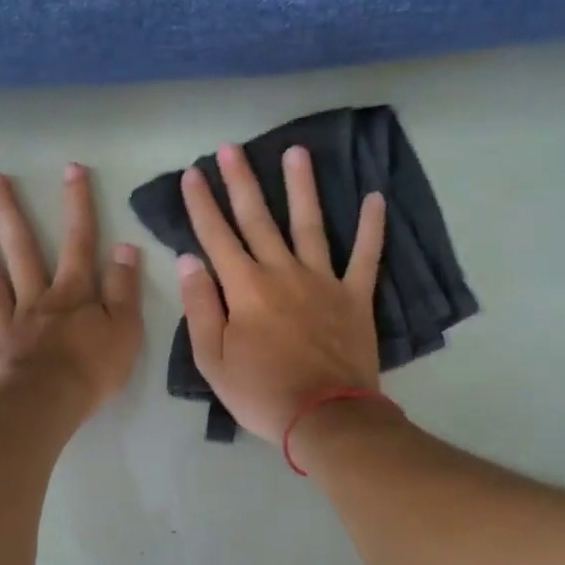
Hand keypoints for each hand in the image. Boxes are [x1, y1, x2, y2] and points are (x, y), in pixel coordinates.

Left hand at [0, 163, 142, 412]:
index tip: (70, 168)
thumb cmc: (92, 370)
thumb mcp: (125, 329)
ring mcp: (8, 324)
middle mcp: (36, 299)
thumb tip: (124, 247)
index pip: (79, 242)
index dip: (77, 205)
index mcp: (72, 294)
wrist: (49, 406)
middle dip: (9, 212)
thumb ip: (124, 288)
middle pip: (21, 250)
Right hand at [177, 143, 386, 439]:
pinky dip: (372, 227)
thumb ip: (200, 306)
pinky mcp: (354, 297)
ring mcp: (323, 281)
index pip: (216, 236)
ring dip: (301, 187)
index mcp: (245, 288)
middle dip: (241, 182)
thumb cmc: (261, 392)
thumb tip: (189, 260)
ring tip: (296, 151)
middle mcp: (282, 272)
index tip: (193, 173)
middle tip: (232, 148)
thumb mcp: (212, 359)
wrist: (325, 416)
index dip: (202, 203)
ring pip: (309, 224)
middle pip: (258, 219)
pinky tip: (376, 198)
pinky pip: (366, 256)